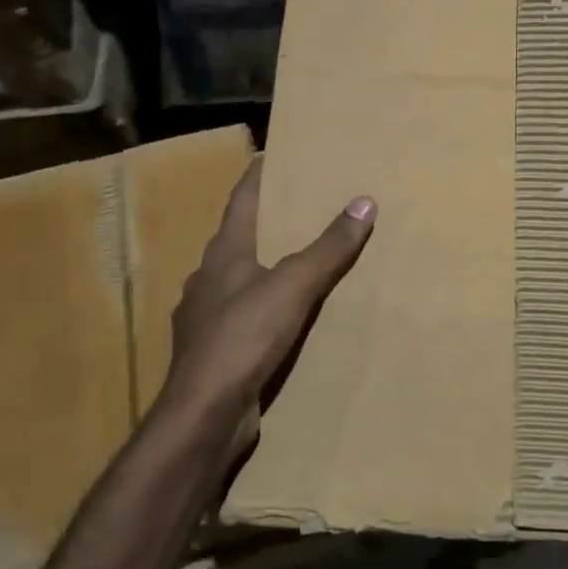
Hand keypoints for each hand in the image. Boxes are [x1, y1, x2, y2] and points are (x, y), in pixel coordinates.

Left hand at [163, 159, 375, 456]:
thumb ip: (328, 247)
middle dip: (263, 222)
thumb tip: (364, 201)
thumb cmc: (244, 337)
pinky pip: (238, 316)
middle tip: (296, 207)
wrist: (204, 413)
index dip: (257, 176)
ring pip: (235, 279)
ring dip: (259, 267)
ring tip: (293, 262)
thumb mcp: (294, 286)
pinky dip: (258, 307)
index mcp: (223, 254)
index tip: (271, 155)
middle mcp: (207, 279)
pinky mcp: (211, 351)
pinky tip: (277, 318)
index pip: (241, 200)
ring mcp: (203, 317)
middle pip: (236, 238)